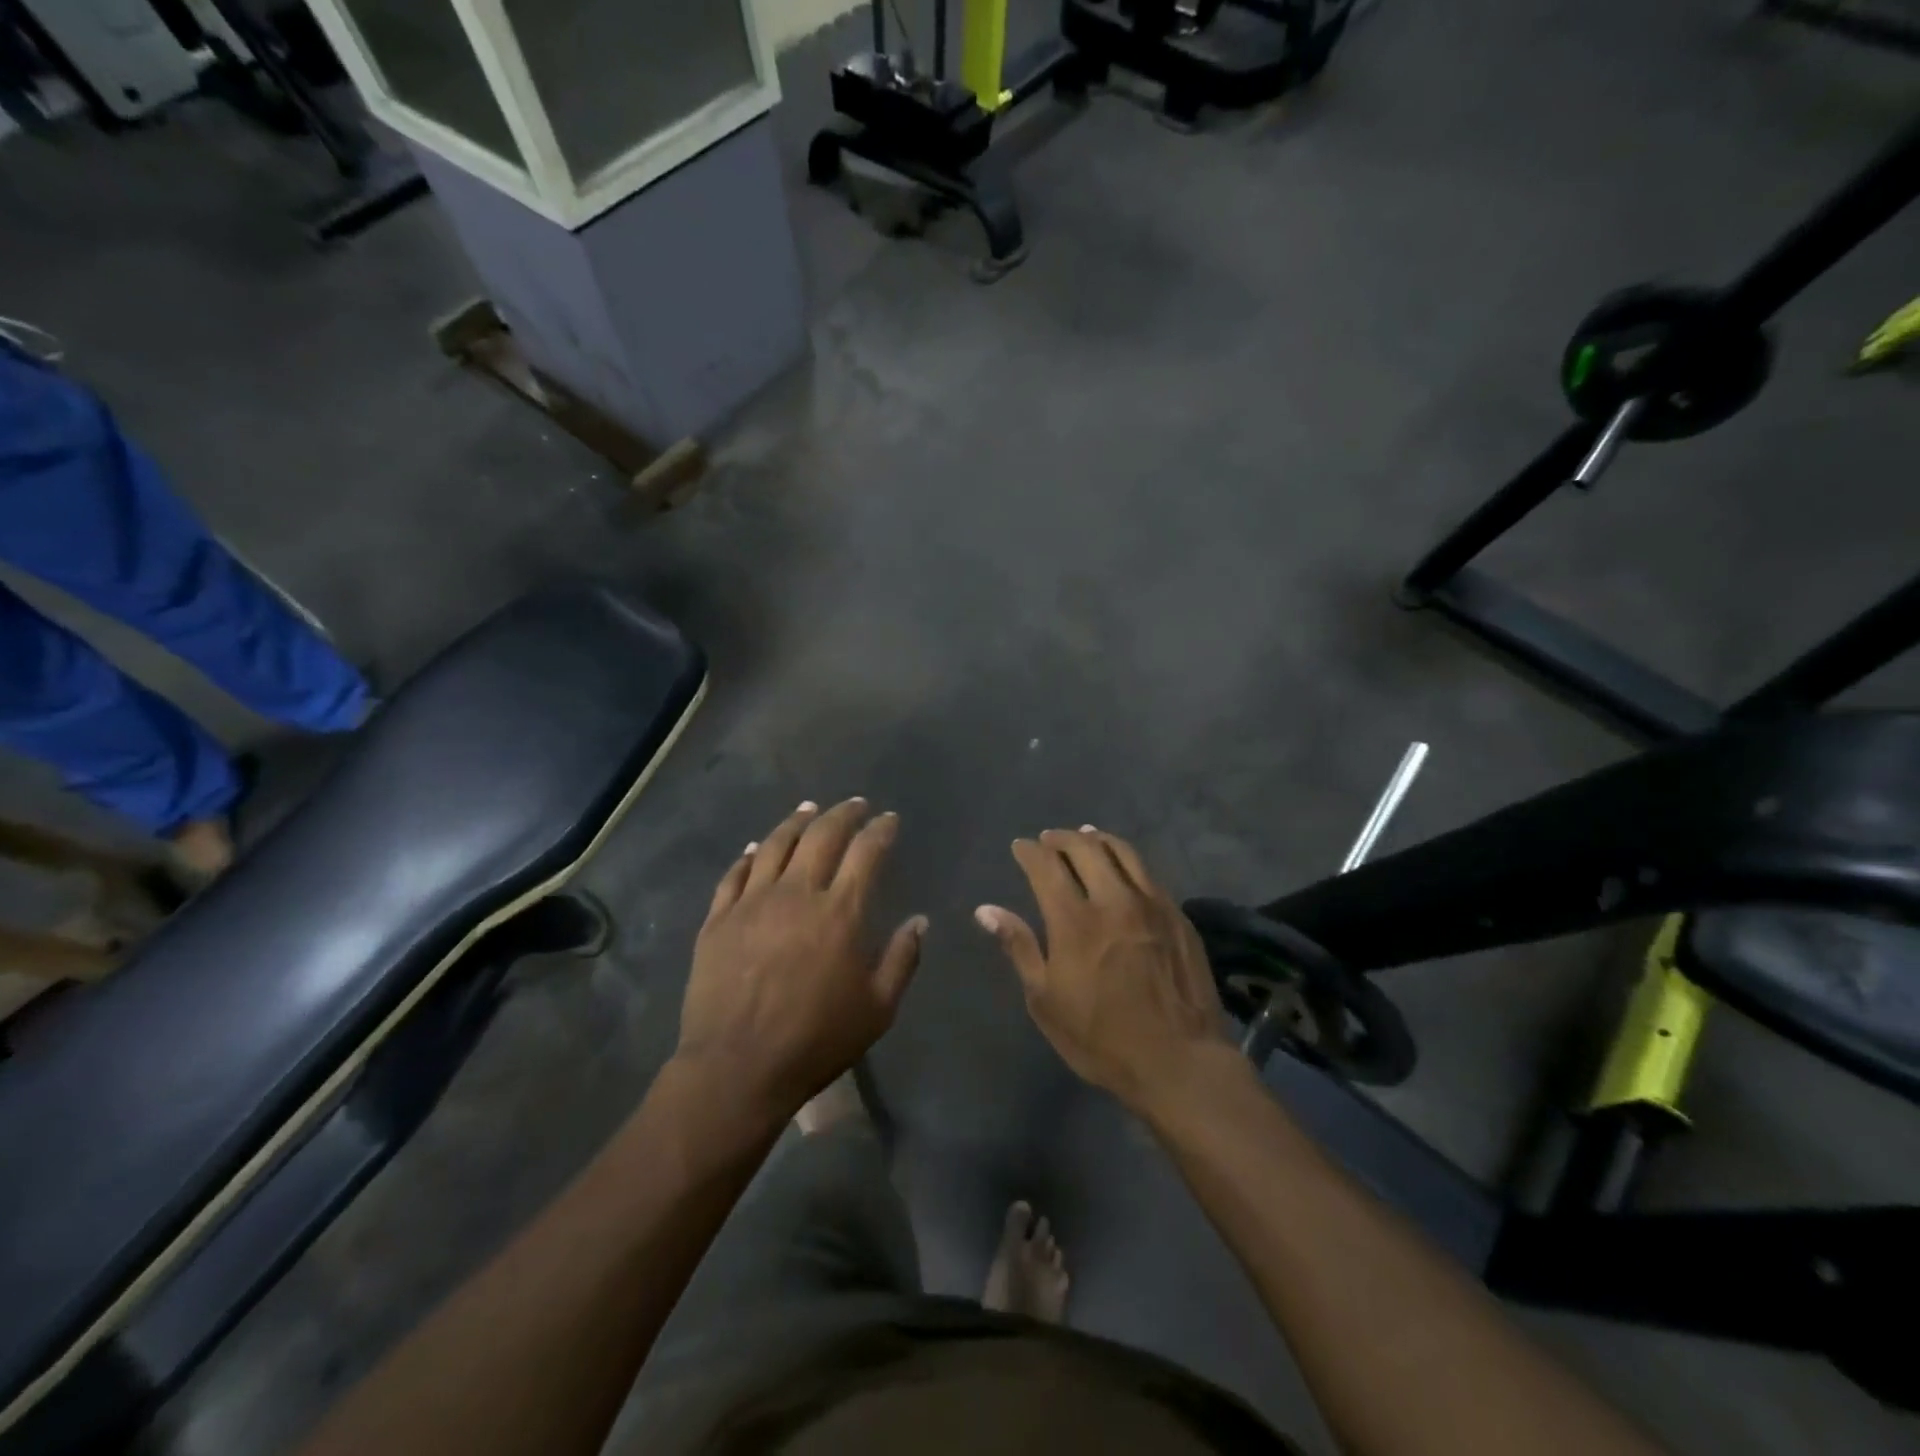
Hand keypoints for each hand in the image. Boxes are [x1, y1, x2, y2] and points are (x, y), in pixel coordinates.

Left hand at [677, 798, 925, 1118]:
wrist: (737, 1067)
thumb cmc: (816, 1040)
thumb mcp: (878, 1008)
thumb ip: (903, 958)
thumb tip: (919, 920)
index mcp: (840, 911)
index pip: (866, 851)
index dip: (880, 830)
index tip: (889, 819)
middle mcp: (797, 892)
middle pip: (821, 835)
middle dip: (843, 813)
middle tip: (855, 804)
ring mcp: (753, 901)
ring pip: (776, 844)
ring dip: (797, 821)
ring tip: (809, 808)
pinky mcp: (719, 918)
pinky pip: (736, 873)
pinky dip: (751, 853)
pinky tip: (757, 847)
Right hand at [977, 827, 1233, 1114]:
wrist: (1180, 1061)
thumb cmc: (1102, 1038)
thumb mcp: (1046, 1001)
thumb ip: (1019, 947)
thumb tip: (986, 910)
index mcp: (1074, 921)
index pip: (1046, 866)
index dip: (1029, 852)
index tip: (1020, 847)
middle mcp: (1113, 900)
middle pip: (1084, 849)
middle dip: (1061, 838)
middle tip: (1048, 839)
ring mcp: (1151, 904)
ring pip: (1121, 852)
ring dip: (1096, 839)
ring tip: (1084, 836)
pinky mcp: (1177, 915)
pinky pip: (1147, 872)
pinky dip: (1126, 859)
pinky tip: (1122, 866)